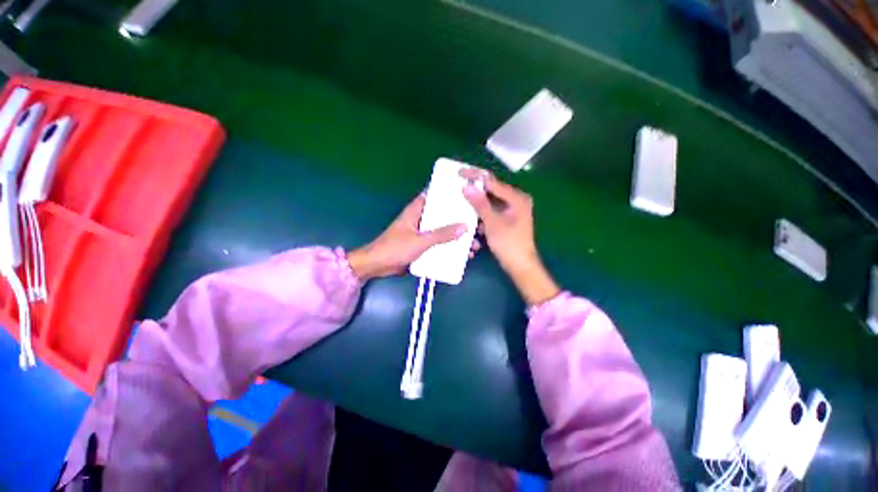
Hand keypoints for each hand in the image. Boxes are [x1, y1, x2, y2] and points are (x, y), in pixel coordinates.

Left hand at [348, 195, 478, 280]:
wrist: (378, 266)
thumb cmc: (395, 248)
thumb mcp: (419, 241)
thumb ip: (441, 235)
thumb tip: (464, 227)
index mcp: (417, 210)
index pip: (435, 196)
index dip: (450, 195)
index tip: (468, 196)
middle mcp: (422, 219)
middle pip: (444, 216)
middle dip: (460, 221)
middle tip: (478, 225)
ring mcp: (423, 233)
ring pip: (444, 231)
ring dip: (457, 237)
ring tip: (474, 244)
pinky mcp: (423, 246)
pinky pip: (440, 244)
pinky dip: (450, 248)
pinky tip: (463, 255)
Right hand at [461, 169, 559, 305]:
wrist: (520, 265)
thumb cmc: (509, 243)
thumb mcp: (492, 222)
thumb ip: (480, 204)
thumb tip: (466, 187)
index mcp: (516, 198)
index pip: (493, 182)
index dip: (476, 176)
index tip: (459, 173)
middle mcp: (516, 200)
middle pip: (492, 189)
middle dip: (475, 188)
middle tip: (458, 183)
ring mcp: (511, 210)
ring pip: (490, 200)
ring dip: (477, 201)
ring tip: (461, 197)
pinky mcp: (507, 219)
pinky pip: (491, 210)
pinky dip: (481, 212)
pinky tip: (470, 213)